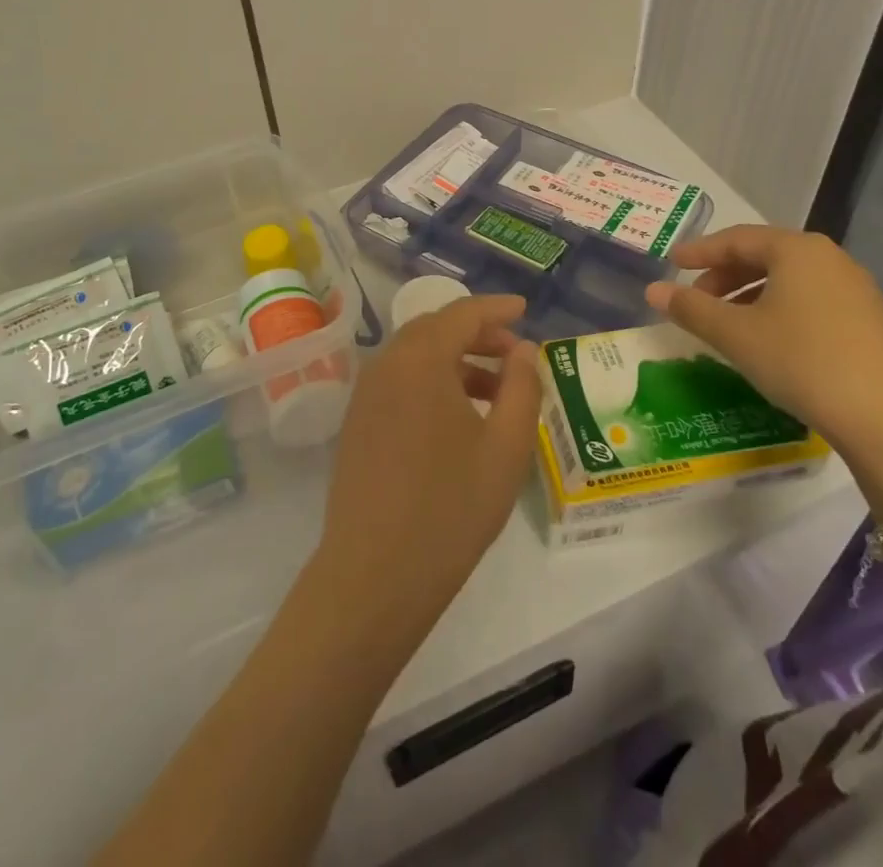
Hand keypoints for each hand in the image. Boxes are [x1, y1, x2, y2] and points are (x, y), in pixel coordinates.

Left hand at [314, 294, 541, 642]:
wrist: (375, 574)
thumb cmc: (451, 507)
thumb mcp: (506, 447)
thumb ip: (521, 387)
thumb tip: (524, 350)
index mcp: (420, 359)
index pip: (462, 313)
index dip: (497, 308)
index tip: (525, 310)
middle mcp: (386, 364)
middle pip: (435, 329)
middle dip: (478, 333)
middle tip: (515, 354)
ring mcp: (366, 394)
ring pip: (416, 356)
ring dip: (456, 360)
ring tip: (496, 390)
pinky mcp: (358, 422)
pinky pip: (400, 381)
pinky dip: (433, 381)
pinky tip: (459, 416)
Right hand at [646, 226, 882, 495]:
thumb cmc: (802, 362)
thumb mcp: (736, 335)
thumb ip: (690, 308)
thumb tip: (652, 290)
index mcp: (797, 250)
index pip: (736, 239)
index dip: (699, 251)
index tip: (671, 263)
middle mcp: (829, 258)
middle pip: (763, 255)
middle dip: (723, 274)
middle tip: (695, 299)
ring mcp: (854, 289)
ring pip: (787, 279)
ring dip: (749, 294)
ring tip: (725, 322)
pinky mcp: (868, 320)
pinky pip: (810, 299)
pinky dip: (777, 308)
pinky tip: (766, 338)